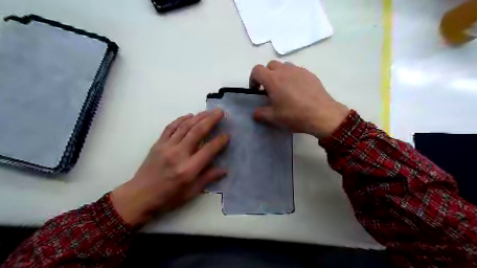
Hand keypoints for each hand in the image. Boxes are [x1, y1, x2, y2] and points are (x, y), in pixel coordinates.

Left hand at [113, 110, 230, 227]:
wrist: (139, 196)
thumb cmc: (168, 198)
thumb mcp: (191, 193)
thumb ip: (208, 178)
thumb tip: (224, 170)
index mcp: (188, 169)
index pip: (208, 150)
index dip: (220, 141)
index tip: (227, 135)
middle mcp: (178, 154)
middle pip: (197, 132)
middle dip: (211, 120)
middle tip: (220, 112)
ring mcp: (166, 147)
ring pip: (185, 126)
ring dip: (198, 117)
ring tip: (208, 111)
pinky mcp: (158, 143)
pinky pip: (170, 127)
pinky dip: (180, 119)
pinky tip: (189, 115)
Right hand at [251, 60, 348, 137]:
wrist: (322, 114)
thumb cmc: (295, 115)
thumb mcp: (273, 118)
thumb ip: (260, 114)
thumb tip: (255, 113)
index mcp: (273, 80)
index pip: (257, 70)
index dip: (253, 79)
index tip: (256, 90)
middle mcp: (285, 71)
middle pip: (270, 65)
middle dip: (266, 75)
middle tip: (269, 89)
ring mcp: (299, 70)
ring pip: (284, 66)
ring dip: (279, 74)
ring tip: (283, 89)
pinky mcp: (310, 74)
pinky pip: (296, 71)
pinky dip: (292, 77)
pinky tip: (297, 91)